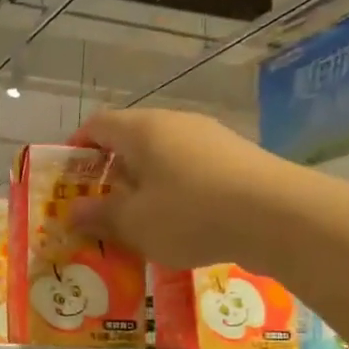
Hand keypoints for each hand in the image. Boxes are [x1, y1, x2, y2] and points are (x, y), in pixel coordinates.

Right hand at [69, 108, 300, 270]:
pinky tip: (180, 224)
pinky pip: (191, 170)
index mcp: (142, 130)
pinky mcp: (237, 159)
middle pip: (131, 140)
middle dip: (110, 172)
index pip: (97, 125)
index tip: (67, 177)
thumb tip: (72, 210)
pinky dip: (175, 191)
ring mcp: (210, 139)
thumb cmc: (190, 214)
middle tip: (99, 206)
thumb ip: (99, 215)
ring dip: (144, 185)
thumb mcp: (134, 222)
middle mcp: (175, 124)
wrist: (280, 216)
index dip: (76, 148)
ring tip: (138, 221)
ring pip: (163, 157)